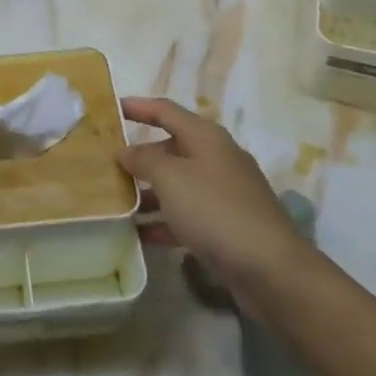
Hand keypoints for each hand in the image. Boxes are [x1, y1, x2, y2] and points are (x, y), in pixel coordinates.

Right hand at [118, 97, 308, 295]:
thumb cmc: (215, 210)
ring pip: (177, 184)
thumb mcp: (171, 179)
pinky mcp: (226, 226)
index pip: (166, 111)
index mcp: (206, 137)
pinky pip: (187, 215)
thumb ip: (144, 160)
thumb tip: (126, 151)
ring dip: (148, 192)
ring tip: (115, 201)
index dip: (138, 107)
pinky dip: (164, 221)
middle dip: (139, 155)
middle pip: (171, 148)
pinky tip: (140, 234)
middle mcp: (216, 159)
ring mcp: (223, 193)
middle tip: (105, 163)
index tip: (111, 108)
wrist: (270, 268)